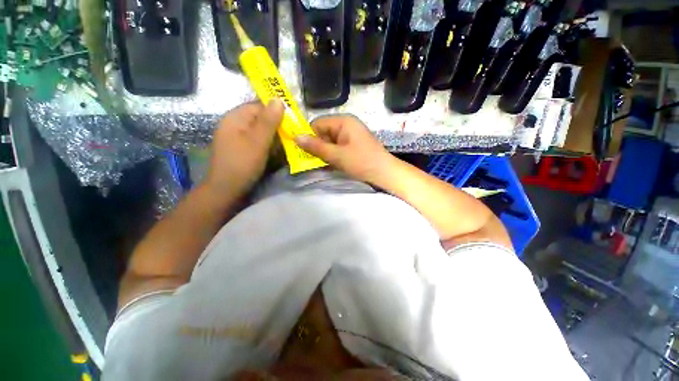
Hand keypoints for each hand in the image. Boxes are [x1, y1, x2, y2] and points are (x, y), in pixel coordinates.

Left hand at [205, 100, 283, 197]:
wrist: (226, 189)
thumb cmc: (242, 164)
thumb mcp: (258, 141)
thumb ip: (268, 121)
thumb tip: (279, 99)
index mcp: (236, 117)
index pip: (260, 105)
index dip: (277, 110)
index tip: (293, 121)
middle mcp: (235, 123)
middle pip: (260, 117)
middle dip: (277, 125)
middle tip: (292, 135)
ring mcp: (237, 136)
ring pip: (260, 129)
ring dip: (274, 135)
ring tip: (287, 144)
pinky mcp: (240, 147)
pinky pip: (257, 139)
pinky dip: (268, 143)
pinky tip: (275, 151)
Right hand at [294, 115, 393, 183]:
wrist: (384, 173)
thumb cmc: (361, 162)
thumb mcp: (337, 155)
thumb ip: (316, 147)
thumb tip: (295, 137)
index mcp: (343, 121)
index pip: (317, 123)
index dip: (308, 136)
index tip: (300, 150)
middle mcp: (346, 125)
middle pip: (323, 133)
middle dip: (316, 146)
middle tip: (308, 160)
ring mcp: (350, 136)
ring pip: (329, 142)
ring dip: (323, 153)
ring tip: (317, 164)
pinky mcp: (352, 146)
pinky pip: (336, 148)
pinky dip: (331, 156)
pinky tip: (327, 165)